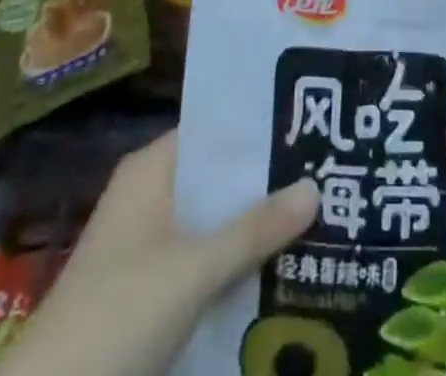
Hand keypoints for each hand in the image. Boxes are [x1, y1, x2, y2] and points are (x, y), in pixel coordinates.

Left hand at [0, 130, 317, 375]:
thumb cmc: (117, 317)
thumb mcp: (193, 270)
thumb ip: (254, 230)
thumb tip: (315, 185)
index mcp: (150, 170)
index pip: (214, 132)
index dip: (259, 131)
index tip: (309, 128)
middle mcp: (148, 197)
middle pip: (217, 180)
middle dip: (265, 186)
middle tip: (327, 177)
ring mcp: (146, 248)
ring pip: (212, 225)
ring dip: (253, 230)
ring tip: (319, 221)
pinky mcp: (147, 294)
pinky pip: (202, 264)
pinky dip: (234, 268)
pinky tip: (279, 275)